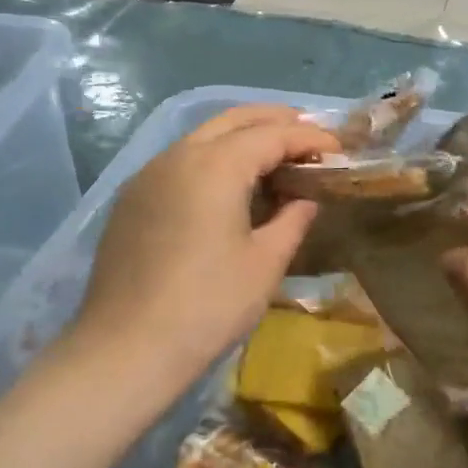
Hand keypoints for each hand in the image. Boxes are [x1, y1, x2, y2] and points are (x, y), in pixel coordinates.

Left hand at [65, 105, 337, 381]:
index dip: (310, 138)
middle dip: (275, 120)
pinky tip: (230, 187)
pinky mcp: (133, 200)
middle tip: (310, 137)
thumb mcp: (266, 262)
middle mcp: (178, 156)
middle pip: (233, 120)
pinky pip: (181, 161)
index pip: (272, 134)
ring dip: (243, 137)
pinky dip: (214, 158)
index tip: (340, 149)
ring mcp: (148, 176)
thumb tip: (305, 198)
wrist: (127, 348)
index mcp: (215, 166)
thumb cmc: (209, 305)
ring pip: (202, 136)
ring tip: (276, 158)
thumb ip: (293, 219)